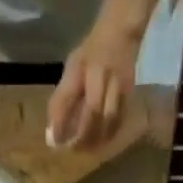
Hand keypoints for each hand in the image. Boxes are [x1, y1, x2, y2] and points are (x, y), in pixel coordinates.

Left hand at [47, 21, 140, 148]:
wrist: (121, 31)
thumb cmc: (91, 52)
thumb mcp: (72, 67)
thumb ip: (62, 97)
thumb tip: (53, 133)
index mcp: (80, 66)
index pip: (66, 97)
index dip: (60, 122)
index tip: (54, 142)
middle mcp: (99, 74)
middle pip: (92, 111)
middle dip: (82, 135)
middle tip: (73, 150)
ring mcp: (117, 82)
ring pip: (108, 118)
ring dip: (97, 137)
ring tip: (87, 150)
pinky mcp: (129, 91)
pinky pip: (119, 118)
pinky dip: (110, 134)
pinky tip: (102, 142)